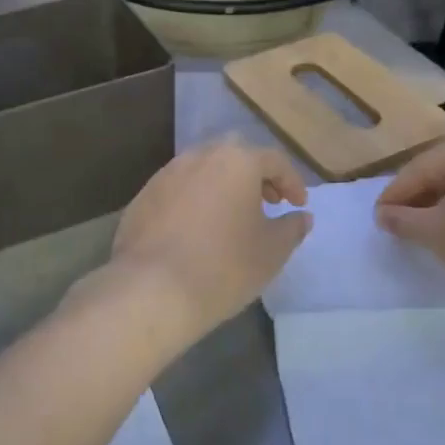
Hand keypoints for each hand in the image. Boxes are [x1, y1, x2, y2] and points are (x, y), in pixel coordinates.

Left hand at [106, 138, 310, 343]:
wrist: (152, 289)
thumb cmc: (223, 266)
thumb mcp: (271, 252)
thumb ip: (291, 228)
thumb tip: (301, 216)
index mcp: (236, 161)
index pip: (274, 160)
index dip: (292, 181)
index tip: (298, 205)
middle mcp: (200, 156)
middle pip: (235, 154)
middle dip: (255, 174)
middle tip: (266, 203)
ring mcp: (166, 174)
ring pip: (203, 169)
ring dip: (222, 185)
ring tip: (231, 217)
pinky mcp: (143, 196)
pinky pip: (178, 188)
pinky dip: (194, 199)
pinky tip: (197, 230)